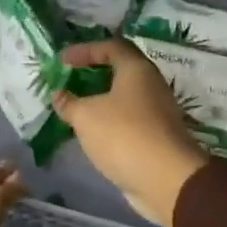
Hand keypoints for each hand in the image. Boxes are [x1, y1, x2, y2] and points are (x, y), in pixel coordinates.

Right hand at [53, 39, 209, 226]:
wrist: (166, 180)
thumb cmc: (124, 135)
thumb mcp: (86, 116)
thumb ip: (69, 103)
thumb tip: (59, 95)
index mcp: (137, 70)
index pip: (111, 46)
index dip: (84, 50)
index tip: (62, 61)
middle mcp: (151, 85)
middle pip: (119, 70)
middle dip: (92, 75)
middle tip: (69, 82)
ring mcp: (156, 112)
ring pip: (123, 97)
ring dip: (99, 101)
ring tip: (74, 109)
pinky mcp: (156, 136)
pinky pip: (127, 120)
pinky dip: (108, 121)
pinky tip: (91, 132)